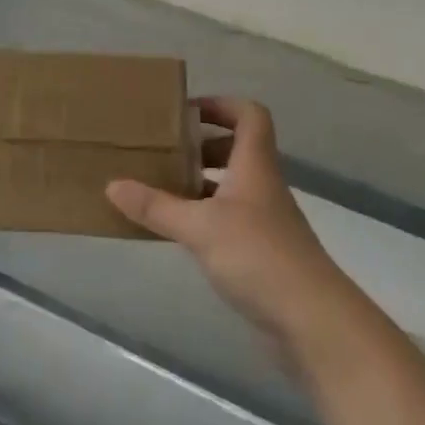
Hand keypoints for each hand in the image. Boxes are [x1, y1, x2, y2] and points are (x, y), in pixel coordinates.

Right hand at [106, 98, 358, 360]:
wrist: (312, 320)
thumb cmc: (258, 256)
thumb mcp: (199, 227)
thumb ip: (156, 207)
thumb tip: (112, 185)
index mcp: (254, 165)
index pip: (249, 115)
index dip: (221, 105)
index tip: (184, 112)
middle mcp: (261, 186)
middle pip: (236, 149)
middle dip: (199, 146)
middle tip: (162, 152)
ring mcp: (263, 220)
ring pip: (229, 187)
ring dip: (198, 183)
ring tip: (158, 188)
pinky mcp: (260, 252)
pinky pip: (226, 219)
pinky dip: (201, 217)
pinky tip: (175, 230)